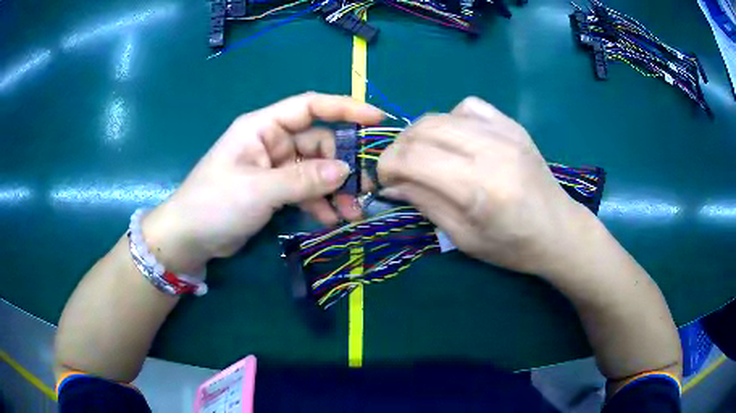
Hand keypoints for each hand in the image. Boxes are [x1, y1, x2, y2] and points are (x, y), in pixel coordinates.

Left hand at [143, 93, 383, 272]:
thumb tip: (345, 171)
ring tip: (352, 212)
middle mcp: (271, 141)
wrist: (189, 238)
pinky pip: (305, 190)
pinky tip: (331, 220)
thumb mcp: (258, 190)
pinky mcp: (274, 189)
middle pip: (318, 143)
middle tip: (365, 188)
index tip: (376, 119)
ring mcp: (273, 167)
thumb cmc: (215, 204)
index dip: (345, 108)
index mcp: (263, 127)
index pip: (310, 106)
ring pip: (315, 170)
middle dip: (342, 165)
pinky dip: (319, 203)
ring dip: (334, 189)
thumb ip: (302, 179)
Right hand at [377, 97, 594, 277]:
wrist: (560, 231)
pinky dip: (450, 120)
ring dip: (420, 134)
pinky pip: (468, 107)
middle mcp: (490, 150)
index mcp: (478, 188)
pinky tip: (456, 139)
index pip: (413, 158)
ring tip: (423, 155)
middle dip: (399, 148)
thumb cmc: (513, 246)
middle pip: (422, 130)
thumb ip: (426, 204)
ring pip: (440, 115)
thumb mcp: (464, 238)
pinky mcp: (512, 125)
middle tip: (399, 169)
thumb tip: (393, 184)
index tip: (384, 180)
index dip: (387, 166)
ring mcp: (504, 132)